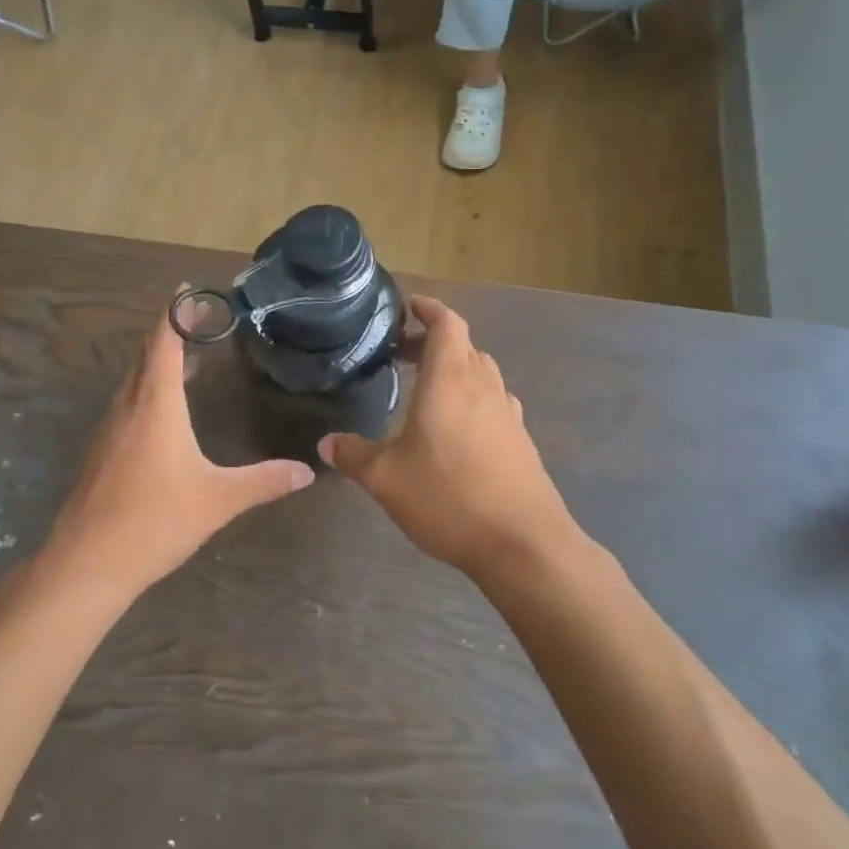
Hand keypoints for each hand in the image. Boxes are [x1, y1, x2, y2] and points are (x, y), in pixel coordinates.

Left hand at [41, 300, 314, 599]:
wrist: (86, 563)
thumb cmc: (155, 520)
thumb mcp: (218, 499)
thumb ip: (264, 481)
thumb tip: (307, 471)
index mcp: (155, 404)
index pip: (163, 342)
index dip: (175, 313)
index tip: (187, 290)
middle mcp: (128, 406)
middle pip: (145, 356)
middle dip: (169, 334)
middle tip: (199, 323)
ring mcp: (109, 430)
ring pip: (133, 382)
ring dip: (157, 364)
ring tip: (188, 362)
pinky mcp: (100, 453)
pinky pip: (126, 405)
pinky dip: (146, 392)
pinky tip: (163, 416)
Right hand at [319, 297, 576, 575]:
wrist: (522, 543)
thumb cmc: (448, 498)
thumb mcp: (385, 478)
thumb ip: (353, 455)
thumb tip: (326, 443)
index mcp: (449, 380)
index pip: (446, 324)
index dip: (429, 309)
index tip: (409, 305)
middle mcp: (483, 386)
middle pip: (464, 345)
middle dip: (435, 341)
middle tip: (403, 352)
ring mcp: (507, 413)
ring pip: (482, 373)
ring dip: (456, 369)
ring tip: (427, 388)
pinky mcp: (521, 440)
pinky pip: (494, 402)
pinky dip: (473, 398)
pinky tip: (457, 428)